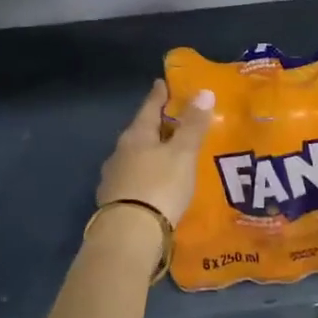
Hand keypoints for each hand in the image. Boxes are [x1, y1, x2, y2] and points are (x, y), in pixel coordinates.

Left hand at [95, 80, 214, 226]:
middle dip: (156, 126)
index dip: (159, 95)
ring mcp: (113, 178)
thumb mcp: (182, 153)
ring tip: (168, 155)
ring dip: (150, 153)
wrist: (129, 234)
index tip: (162, 83)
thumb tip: (204, 91)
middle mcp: (120, 152)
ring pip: (135, 157)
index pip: (149, 107)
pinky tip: (155, 184)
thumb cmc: (159, 186)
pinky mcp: (114, 201)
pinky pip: (133, 179)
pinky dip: (146, 176)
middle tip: (173, 121)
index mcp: (136, 135)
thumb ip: (193, 125)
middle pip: (141, 132)